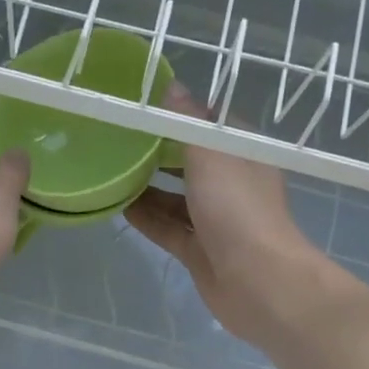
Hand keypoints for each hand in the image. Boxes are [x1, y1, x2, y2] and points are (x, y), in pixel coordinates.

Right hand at [125, 83, 330, 345]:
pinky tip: (118, 207)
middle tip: (117, 140)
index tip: (142, 106)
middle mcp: (230, 184)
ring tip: (110, 172)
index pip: (208, 124)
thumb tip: (172, 87)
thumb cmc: (238, 208)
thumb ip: (188, 122)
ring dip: (146, 187)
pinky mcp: (199, 250)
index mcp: (241, 154)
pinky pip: (168, 228)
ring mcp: (214, 220)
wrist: (258, 281)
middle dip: (156, 152)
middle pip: (188, 162)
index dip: (178, 114)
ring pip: (175, 198)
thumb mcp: (211, 154)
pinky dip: (146, 218)